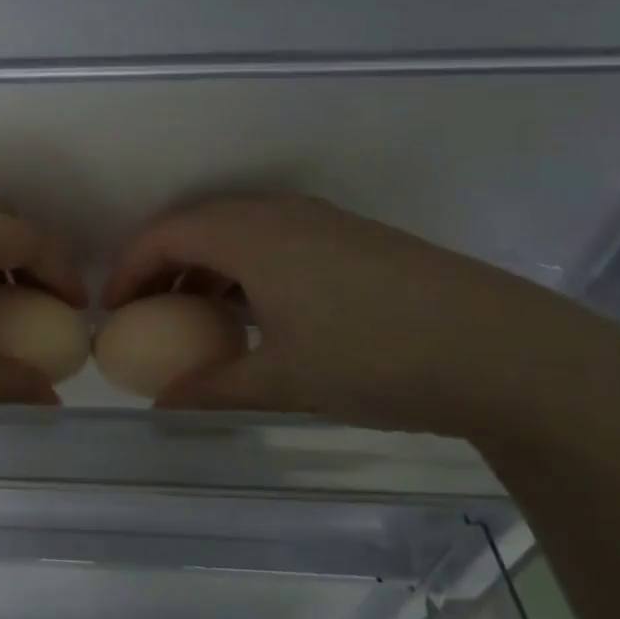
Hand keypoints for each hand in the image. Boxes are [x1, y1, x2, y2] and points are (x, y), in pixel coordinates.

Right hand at [103, 194, 619, 443]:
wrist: (506, 350)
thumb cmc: (376, 357)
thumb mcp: (283, 381)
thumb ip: (212, 389)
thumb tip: (159, 406)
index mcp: (248, 235)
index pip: (164, 235)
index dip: (128, 269)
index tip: (113, 311)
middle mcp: (277, 213)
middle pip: (195, 225)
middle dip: (160, 264)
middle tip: (146, 311)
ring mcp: (319, 219)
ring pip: (236, 229)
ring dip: (204, 265)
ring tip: (195, 315)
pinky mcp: (351, 236)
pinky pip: (271, 237)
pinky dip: (243, 266)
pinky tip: (258, 311)